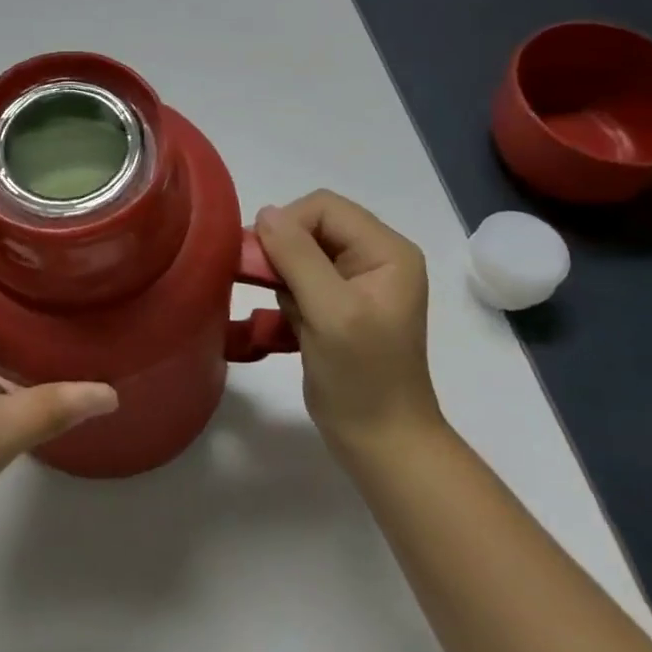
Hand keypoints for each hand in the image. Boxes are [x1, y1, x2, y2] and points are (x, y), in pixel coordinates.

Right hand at [254, 190, 442, 463]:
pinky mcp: (339, 302)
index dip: (289, 225)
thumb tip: (265, 212)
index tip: (263, 261)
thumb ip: (297, 256)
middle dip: (283, 251)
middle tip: (264, 284)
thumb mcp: (330, 312)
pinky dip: (286, 293)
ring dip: (282, 275)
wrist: (381, 443)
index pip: (324, 207)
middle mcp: (376, 256)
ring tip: (288, 312)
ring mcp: (358, 281)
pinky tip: (288, 323)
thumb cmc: (362, 377)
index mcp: (387, 250)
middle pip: (312, 224)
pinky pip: (300, 276)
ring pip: (301, 250)